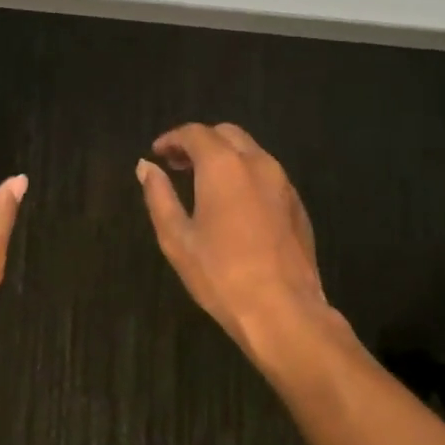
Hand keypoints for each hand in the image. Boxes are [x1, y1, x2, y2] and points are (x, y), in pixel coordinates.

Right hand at [137, 123, 348, 369]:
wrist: (284, 311)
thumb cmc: (221, 274)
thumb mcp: (177, 237)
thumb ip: (159, 196)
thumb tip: (146, 167)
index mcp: (223, 166)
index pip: (195, 133)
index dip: (172, 139)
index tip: (157, 153)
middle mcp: (257, 163)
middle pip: (226, 134)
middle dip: (200, 142)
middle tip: (177, 165)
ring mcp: (283, 183)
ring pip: (251, 152)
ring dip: (224, 157)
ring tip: (202, 183)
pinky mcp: (297, 205)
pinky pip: (267, 174)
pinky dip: (245, 174)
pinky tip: (233, 204)